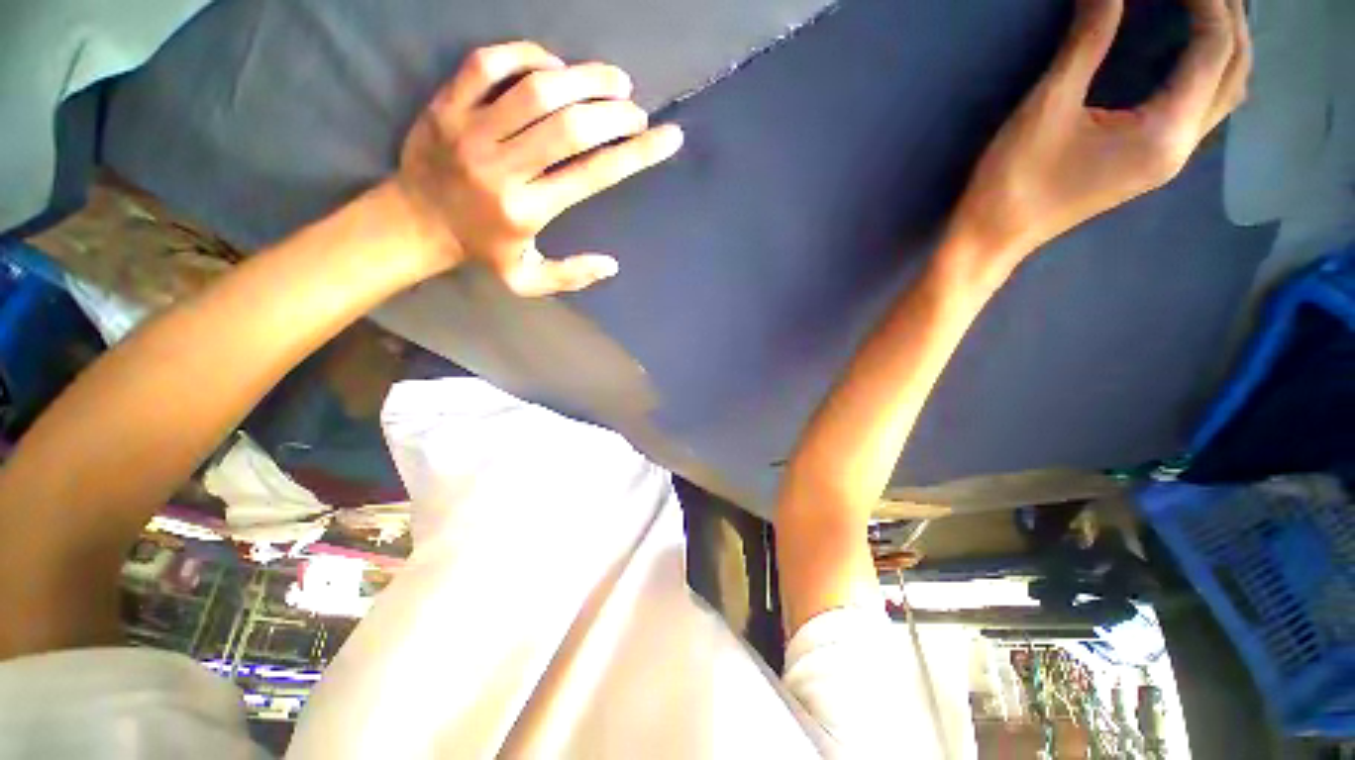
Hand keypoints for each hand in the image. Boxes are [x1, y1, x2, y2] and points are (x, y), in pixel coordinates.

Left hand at [395, 42, 683, 295]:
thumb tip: (611, 265)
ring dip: (584, 78)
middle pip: (570, 127)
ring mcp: (472, 130)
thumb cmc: (480, 251)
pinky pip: (489, 64)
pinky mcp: (447, 104)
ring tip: (614, 81)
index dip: (637, 153)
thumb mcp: (526, 281)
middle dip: (614, 113)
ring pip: (536, 89)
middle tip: (636, 110)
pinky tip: (555, 65)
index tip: (668, 138)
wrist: (414, 222)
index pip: (593, 175)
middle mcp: (504, 168)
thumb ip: (570, 276)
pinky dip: (528, 54)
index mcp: (528, 211)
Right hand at [950, 0, 1250, 262]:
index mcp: (1166, 132)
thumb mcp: (1048, 106)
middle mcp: (1183, 146)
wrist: (993, 237)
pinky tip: (1189, 51)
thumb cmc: (1014, 180)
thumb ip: (1088, 41)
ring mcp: (1169, 158)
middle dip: (1229, 16)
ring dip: (1226, 44)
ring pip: (1226, 91)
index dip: (1207, 1)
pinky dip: (1208, 70)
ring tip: (1205, 7)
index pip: (1213, 49)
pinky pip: (1203, 107)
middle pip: (1235, 70)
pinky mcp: (1151, 162)